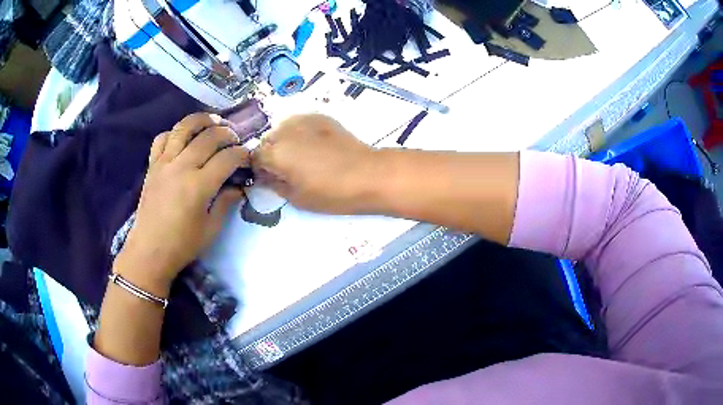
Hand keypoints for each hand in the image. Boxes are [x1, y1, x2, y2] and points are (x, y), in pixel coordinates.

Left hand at [114, 113, 248, 296]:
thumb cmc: (182, 245)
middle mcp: (181, 167)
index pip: (227, 158)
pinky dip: (174, 133)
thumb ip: (226, 203)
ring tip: (213, 121)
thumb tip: (238, 187)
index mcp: (199, 186)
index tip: (249, 156)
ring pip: (184, 128)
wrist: (149, 251)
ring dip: (202, 120)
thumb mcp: (211, 229)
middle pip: (209, 137)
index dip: (243, 154)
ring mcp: (164, 163)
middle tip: (235, 140)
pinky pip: (162, 138)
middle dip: (227, 133)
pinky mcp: (152, 166)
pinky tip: (182, 138)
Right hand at [253, 114, 378, 213]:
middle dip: (272, 154)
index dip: (260, 170)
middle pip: (268, 142)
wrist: (368, 174)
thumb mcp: (296, 198)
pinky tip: (316, 146)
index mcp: (275, 153)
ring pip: (283, 130)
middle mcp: (284, 131)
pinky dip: (301, 133)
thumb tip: (265, 176)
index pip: (254, 158)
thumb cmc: (331, 192)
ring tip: (303, 156)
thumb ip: (274, 184)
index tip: (270, 179)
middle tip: (288, 170)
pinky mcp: (320, 117)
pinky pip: (300, 124)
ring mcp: (303, 120)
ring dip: (285, 141)